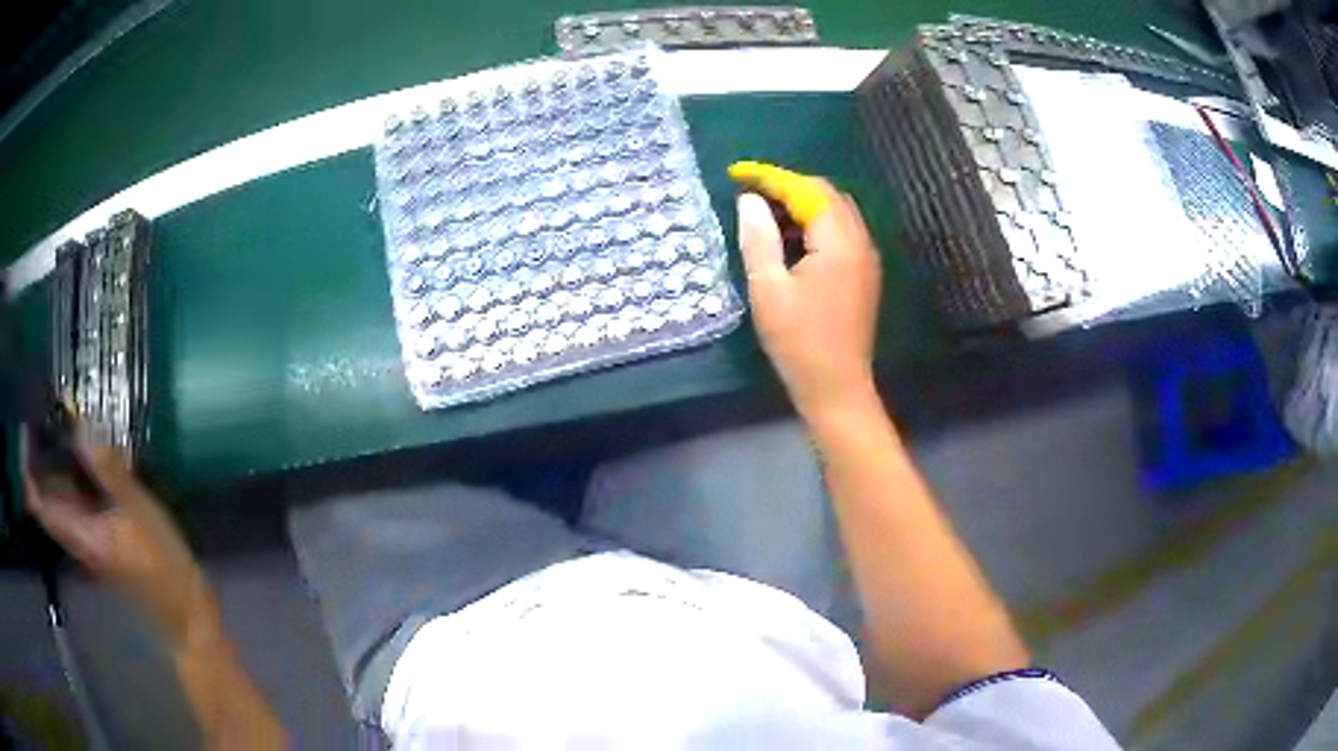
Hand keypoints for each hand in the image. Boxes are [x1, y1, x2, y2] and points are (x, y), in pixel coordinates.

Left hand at [23, 428, 210, 643]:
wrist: (183, 606)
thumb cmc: (159, 562)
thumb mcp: (136, 512)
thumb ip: (107, 467)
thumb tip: (81, 418)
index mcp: (77, 531)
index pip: (38, 503)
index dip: (28, 468)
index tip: (28, 428)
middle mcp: (76, 533)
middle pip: (47, 492)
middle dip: (43, 452)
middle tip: (51, 409)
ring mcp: (88, 534)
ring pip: (62, 493)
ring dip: (60, 458)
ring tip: (70, 419)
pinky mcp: (102, 533)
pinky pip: (78, 497)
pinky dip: (77, 471)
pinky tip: (92, 450)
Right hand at [736, 182, 881, 418]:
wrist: (837, 388)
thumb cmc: (799, 342)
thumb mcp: (768, 288)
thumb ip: (759, 238)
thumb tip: (749, 200)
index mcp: (838, 241)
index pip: (806, 191)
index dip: (771, 178)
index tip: (738, 174)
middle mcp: (860, 241)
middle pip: (827, 195)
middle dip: (789, 187)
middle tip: (752, 194)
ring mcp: (867, 259)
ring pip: (836, 213)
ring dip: (803, 206)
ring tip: (766, 216)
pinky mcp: (864, 275)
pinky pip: (841, 233)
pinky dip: (815, 226)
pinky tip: (792, 242)